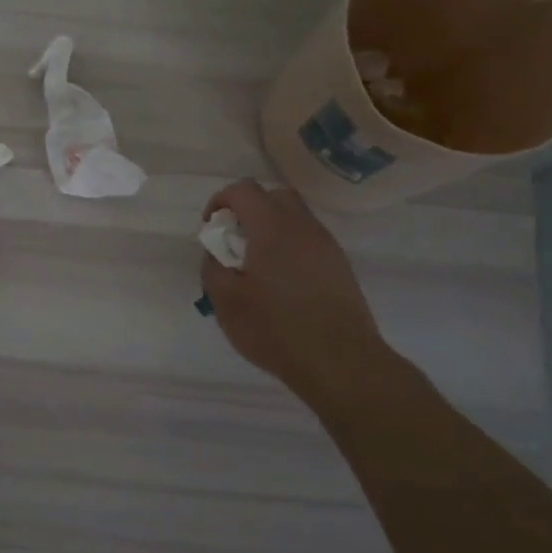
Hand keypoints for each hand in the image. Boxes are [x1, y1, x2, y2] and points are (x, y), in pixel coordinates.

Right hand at [199, 179, 392, 394]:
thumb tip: (216, 253)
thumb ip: (213, 267)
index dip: (220, 201)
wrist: (340, 362)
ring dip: (271, 230)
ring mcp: (326, 246)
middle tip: (234, 242)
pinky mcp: (340, 267)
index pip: (243, 190)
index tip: (211, 230)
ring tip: (256, 267)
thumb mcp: (226, 301)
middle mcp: (303, 226)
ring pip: (295, 218)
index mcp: (272, 227)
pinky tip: (282, 284)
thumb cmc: (276, 328)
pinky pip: (309, 242)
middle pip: (274, 196)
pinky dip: (290, 248)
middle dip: (249, 210)